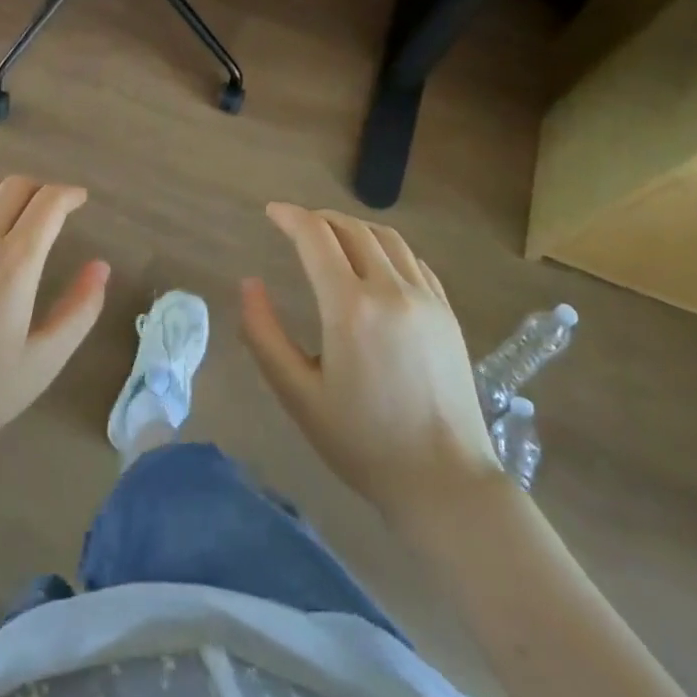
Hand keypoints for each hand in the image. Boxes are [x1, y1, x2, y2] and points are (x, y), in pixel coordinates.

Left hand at [0, 176, 108, 480]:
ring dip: (2, 192)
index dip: (68, 195)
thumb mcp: (44, 360)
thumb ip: (79, 310)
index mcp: (13, 263)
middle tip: (51, 209)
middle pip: (13, 187)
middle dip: (39, 189)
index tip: (80, 199)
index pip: (47, 204)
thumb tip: (100, 267)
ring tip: (13, 214)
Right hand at [241, 203, 503, 530]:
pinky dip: (385, 248)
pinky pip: (413, 260)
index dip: (290, 216)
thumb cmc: (362, 442)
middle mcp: (391, 290)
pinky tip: (374, 264)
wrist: (445, 484)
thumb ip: (264, 334)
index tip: (272, 212)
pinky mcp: (447, 313)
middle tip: (296, 225)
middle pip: (351, 228)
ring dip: (353, 227)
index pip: (316, 236)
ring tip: (332, 236)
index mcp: (350, 307)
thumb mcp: (298, 394)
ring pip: (386, 238)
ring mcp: (426, 299)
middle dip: (319, 218)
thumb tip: (249, 283)